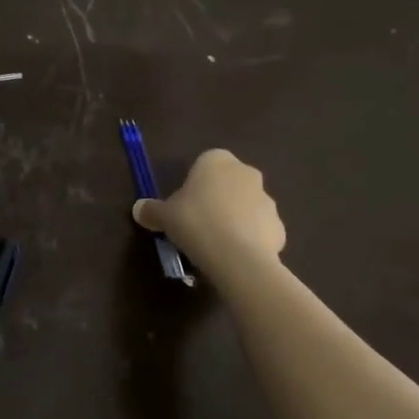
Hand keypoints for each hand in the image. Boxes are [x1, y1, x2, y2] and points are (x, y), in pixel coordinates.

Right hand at [133, 149, 286, 282]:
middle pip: (227, 184)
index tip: (183, 205)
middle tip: (197, 223)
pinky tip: (233, 256)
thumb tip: (139, 209)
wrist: (237, 257)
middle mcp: (245, 173)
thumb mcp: (163, 216)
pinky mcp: (279, 226)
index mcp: (216, 161)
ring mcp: (267, 199)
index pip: (204, 163)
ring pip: (245, 206)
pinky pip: (258, 229)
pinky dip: (248, 239)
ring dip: (234, 219)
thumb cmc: (195, 223)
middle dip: (216, 200)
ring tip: (215, 244)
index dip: (193, 184)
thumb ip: (151, 210)